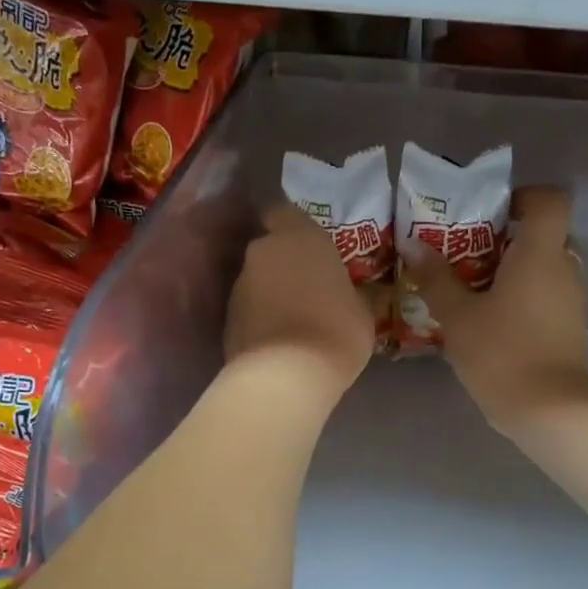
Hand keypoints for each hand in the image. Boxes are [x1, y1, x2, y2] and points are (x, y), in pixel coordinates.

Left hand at [225, 204, 374, 400]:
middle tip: (308, 288)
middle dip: (285, 264)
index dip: (295, 227)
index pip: (286, 212)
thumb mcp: (362, 313)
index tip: (311, 247)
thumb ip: (350, 293)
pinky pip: (248, 311)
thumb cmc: (335, 332)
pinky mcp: (225, 319)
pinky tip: (278, 343)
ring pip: (257, 281)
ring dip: (271, 294)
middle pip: (271, 249)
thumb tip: (350, 295)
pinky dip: (260, 320)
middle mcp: (262, 252)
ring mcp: (239, 285)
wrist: (284, 376)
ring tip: (294, 322)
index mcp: (300, 237)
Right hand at [405, 186, 587, 435]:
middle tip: (468, 253)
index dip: (525, 196)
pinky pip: (545, 297)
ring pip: (543, 269)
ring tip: (471, 289)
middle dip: (507, 239)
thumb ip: (436, 278)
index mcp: (540, 254)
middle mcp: (563, 270)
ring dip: (512, 272)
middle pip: (543, 235)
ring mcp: (570, 302)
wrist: (549, 410)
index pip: (550, 201)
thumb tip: (413, 244)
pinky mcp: (568, 329)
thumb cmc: (502, 353)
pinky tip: (488, 321)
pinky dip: (521, 299)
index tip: (492, 212)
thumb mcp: (458, 316)